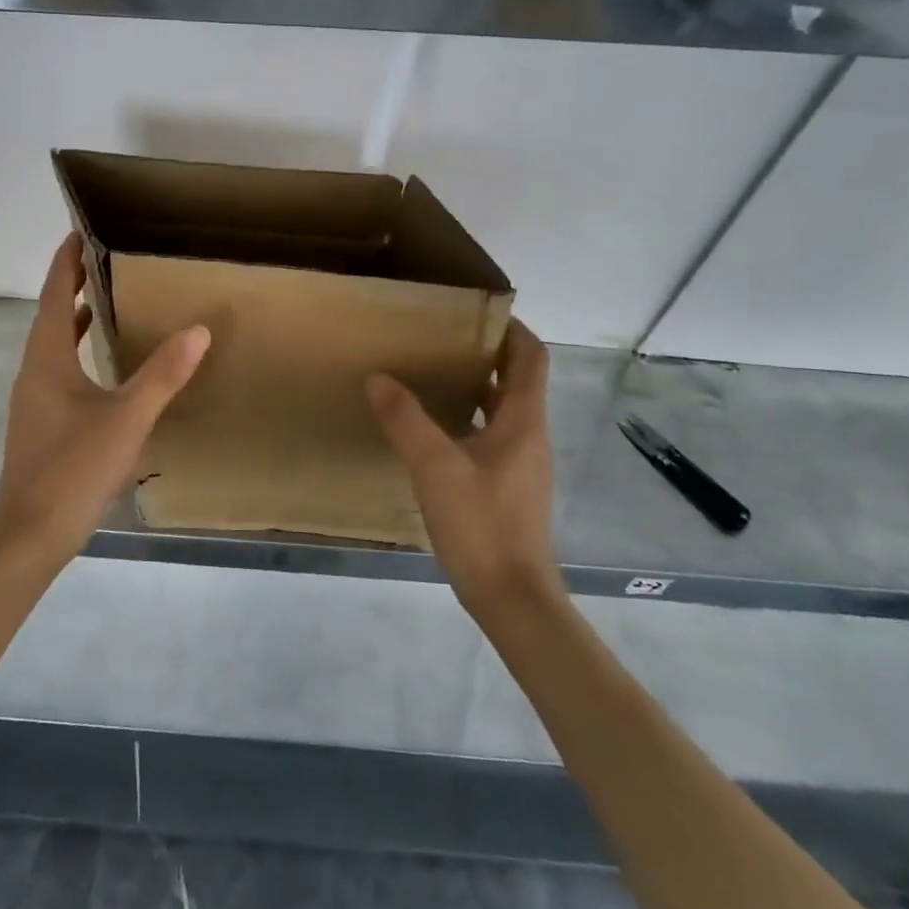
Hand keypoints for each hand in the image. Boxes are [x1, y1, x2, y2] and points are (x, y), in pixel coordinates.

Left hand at [0, 235, 210, 571]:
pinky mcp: (43, 422)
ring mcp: (35, 399)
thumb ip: (162, 375)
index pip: (52, 295)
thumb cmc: (73, 469)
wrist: (30, 534)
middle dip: (71, 284)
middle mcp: (35, 372)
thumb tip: (198, 330)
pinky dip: (78, 351)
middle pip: (50, 315)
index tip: (78, 230)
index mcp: (47, 359)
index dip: (64, 262)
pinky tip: (103, 364)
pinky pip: (60, 369)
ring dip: (73, 317)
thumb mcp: (126, 419)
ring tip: (104, 298)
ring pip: (53, 344)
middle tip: (102, 257)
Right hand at [365, 320, 559, 612]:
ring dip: (475, 386)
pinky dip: (467, 419)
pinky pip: (490, 435)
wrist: (512, 598)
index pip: (530, 356)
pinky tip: (431, 429)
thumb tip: (378, 377)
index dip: (511, 328)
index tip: (476, 310)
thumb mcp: (434, 467)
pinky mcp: (508, 486)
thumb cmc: (481, 524)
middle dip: (486, 353)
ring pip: (502, 409)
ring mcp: (521, 463)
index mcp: (523, 420)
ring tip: (431, 373)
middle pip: (517, 379)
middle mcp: (529, 435)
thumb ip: (405, 419)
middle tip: (442, 337)